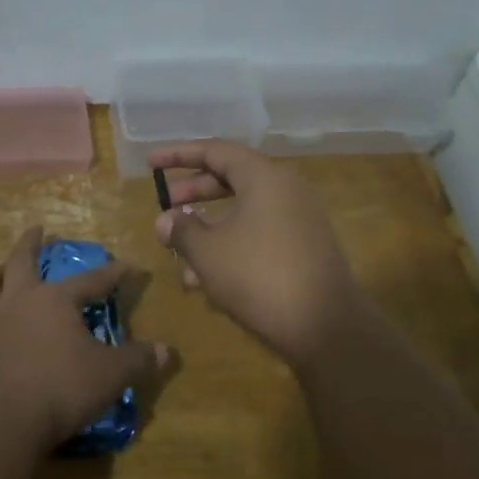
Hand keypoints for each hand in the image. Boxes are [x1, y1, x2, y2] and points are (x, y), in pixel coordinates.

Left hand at [0, 226, 165, 450]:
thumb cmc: (59, 390)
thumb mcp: (110, 376)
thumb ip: (138, 361)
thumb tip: (167, 351)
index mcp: (56, 300)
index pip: (92, 279)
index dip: (114, 273)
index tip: (129, 266)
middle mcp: (20, 299)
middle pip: (23, 260)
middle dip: (32, 243)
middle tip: (37, 229)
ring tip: (1, 266)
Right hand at [152, 142, 371, 364]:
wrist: (327, 327)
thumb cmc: (259, 277)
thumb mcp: (209, 252)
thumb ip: (182, 229)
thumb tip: (166, 220)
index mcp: (264, 177)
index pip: (216, 151)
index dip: (179, 155)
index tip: (151, 163)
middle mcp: (286, 189)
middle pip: (233, 178)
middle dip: (195, 191)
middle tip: (166, 204)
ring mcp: (300, 219)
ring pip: (245, 211)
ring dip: (210, 226)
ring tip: (180, 251)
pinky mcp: (306, 248)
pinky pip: (260, 233)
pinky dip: (232, 244)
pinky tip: (207, 279)